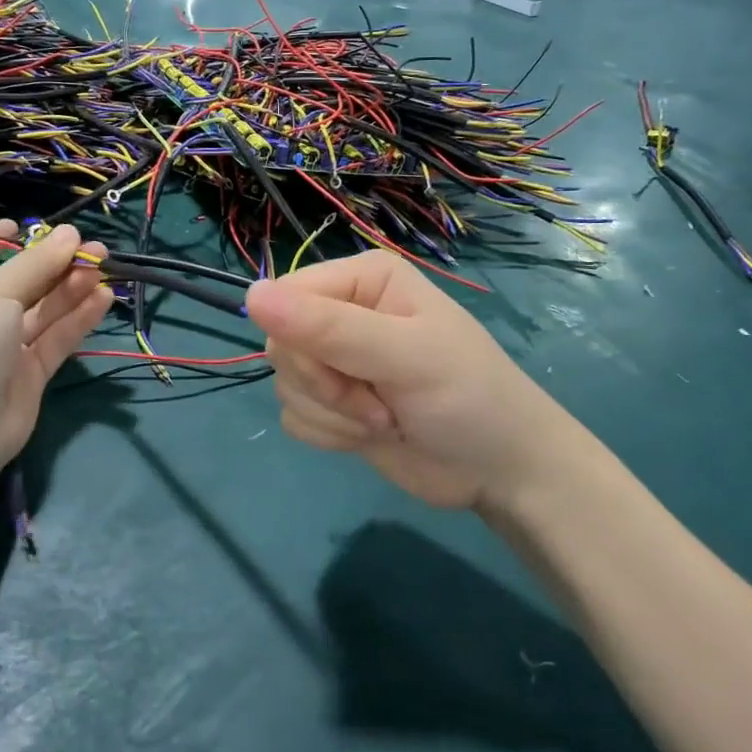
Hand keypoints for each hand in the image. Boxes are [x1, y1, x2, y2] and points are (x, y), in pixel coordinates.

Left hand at [0, 222, 111, 471]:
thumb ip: (37, 264)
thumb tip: (72, 233)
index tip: (25, 225)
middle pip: (19, 280)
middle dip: (54, 263)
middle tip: (93, 247)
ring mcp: (2, 345)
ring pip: (42, 308)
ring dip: (72, 286)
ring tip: (105, 266)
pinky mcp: (28, 370)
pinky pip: (56, 336)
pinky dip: (78, 317)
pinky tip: (104, 297)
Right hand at [245, 251, 557, 509]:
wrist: (502, 472)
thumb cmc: (467, 397)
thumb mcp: (404, 356)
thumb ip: (329, 328)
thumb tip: (250, 295)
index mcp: (363, 278)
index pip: (287, 296)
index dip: (303, 341)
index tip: (348, 370)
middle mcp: (343, 310)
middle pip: (281, 343)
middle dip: (325, 386)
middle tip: (379, 403)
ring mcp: (336, 359)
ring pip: (285, 384)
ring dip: (332, 415)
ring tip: (385, 420)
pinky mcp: (333, 402)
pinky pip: (293, 414)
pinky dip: (329, 434)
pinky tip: (372, 435)